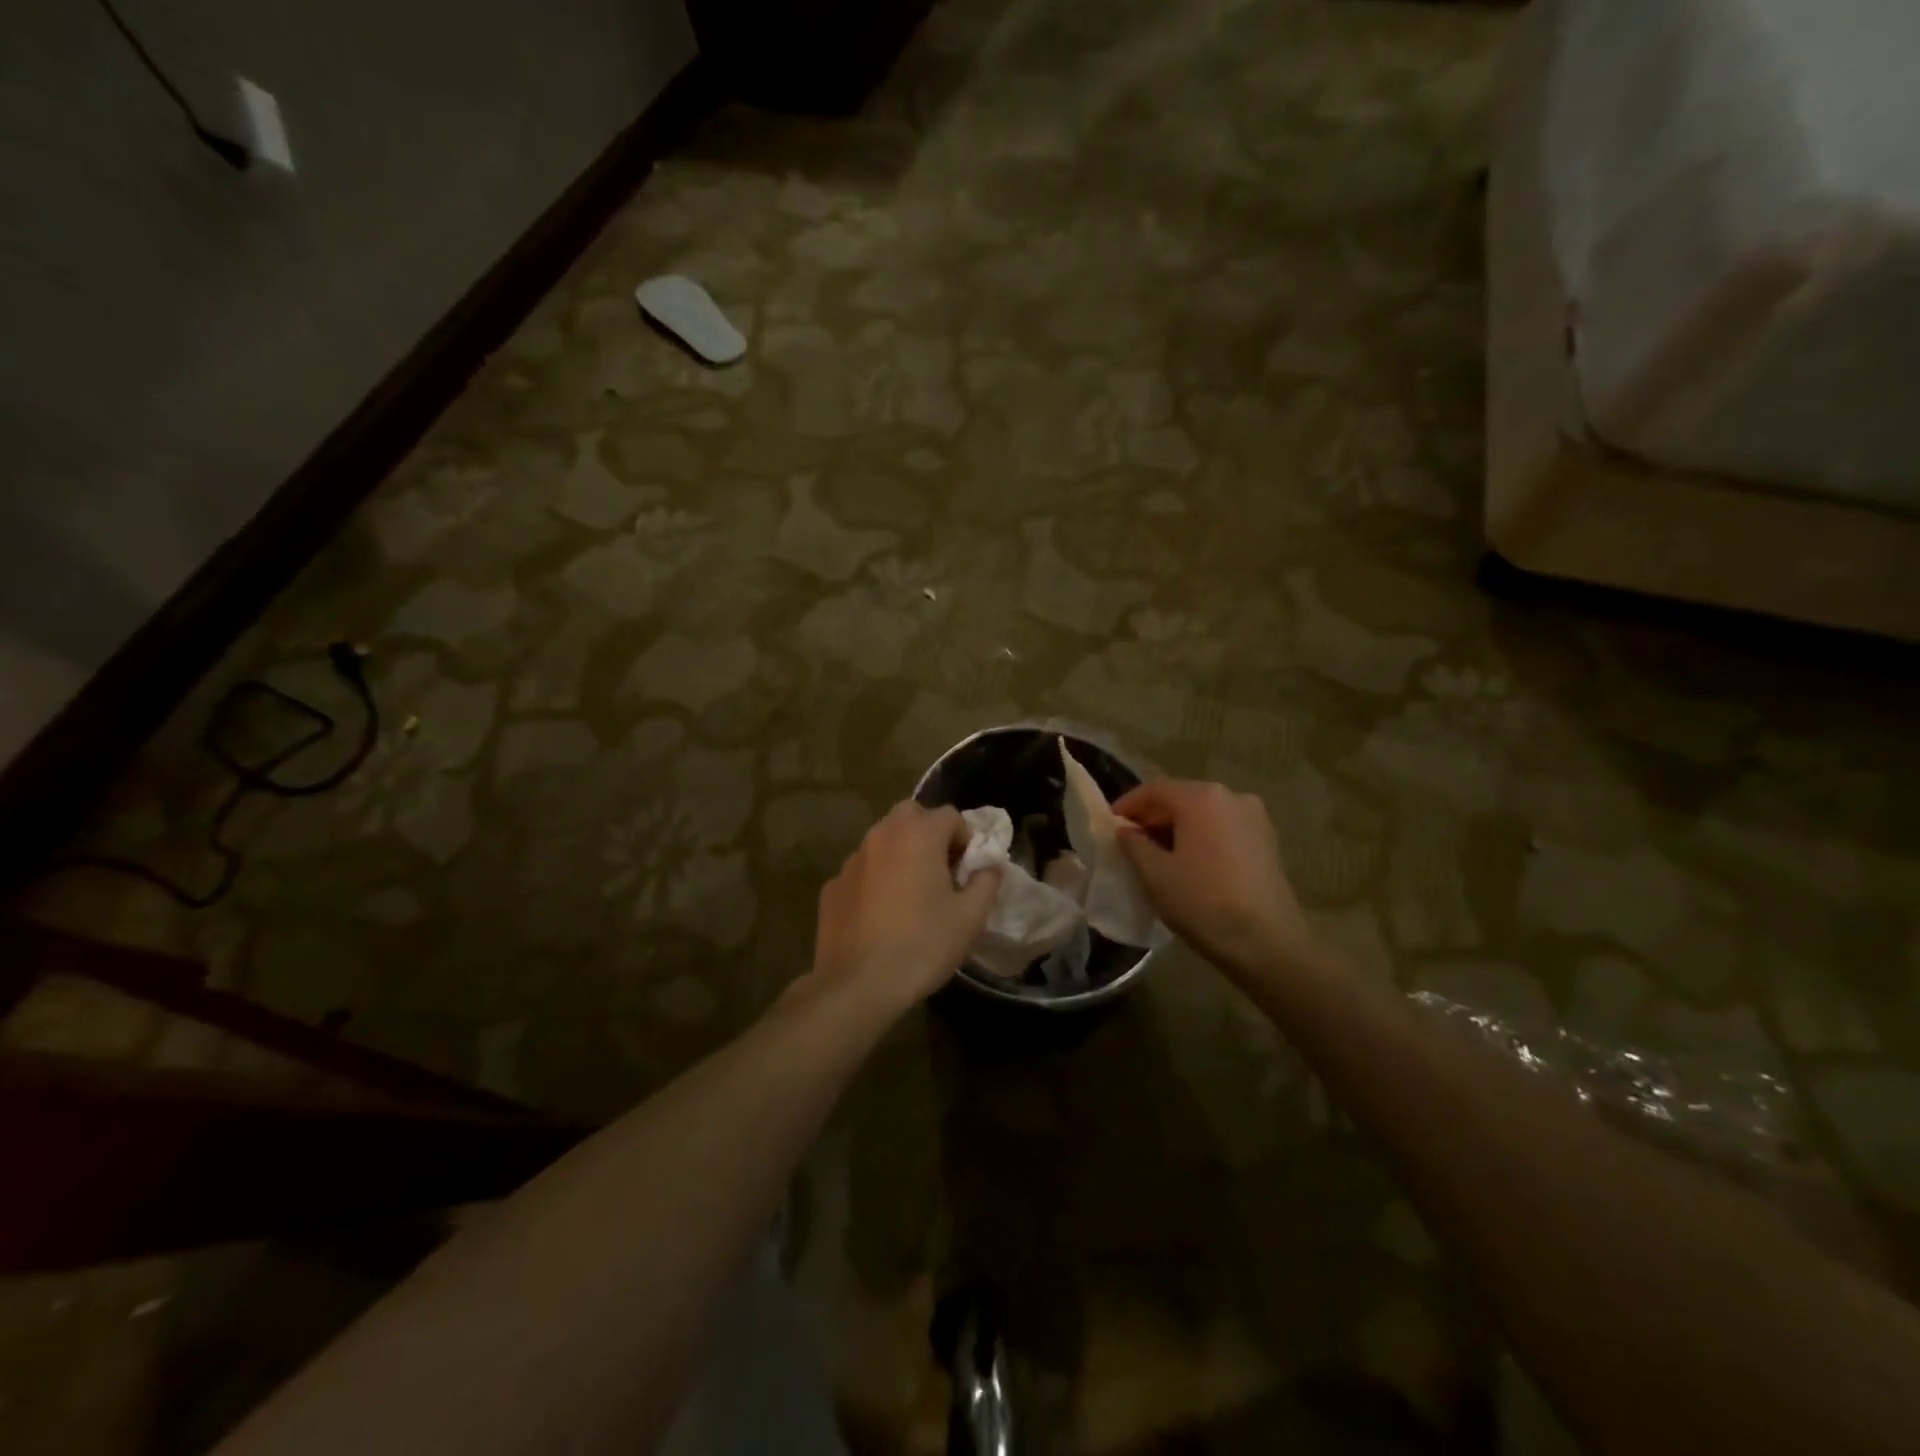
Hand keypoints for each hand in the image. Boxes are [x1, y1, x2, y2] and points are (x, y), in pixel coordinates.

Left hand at [810, 801, 999, 1011]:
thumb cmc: (923, 945)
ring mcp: (852, 860)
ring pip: (882, 840)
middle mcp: (881, 836)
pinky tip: (880, 915)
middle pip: (910, 815)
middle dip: (929, 833)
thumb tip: (989, 866)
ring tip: (910, 893)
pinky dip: (875, 879)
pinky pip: (862, 870)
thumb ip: (986, 881)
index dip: (965, 838)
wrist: (859, 985)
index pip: (950, 815)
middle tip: (940, 870)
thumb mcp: (970, 917)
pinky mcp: (832, 886)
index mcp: (918, 835)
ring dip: (900, 853)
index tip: (968, 869)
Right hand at [1112, 779, 1314, 980]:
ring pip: (1204, 814)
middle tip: (1130, 841)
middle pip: (1181, 797)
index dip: (1127, 805)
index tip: (1109, 825)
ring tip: (1157, 854)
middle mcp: (1231, 796)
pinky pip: (1223, 828)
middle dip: (1153, 816)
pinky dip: (1201, 837)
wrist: (1268, 944)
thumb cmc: (1204, 903)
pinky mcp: (1267, 840)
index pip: (1154, 789)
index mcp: (1202, 798)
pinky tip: (1190, 863)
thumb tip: (1124, 829)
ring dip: (1177, 828)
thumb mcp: (1155, 874)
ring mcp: (1254, 817)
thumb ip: (1133, 844)